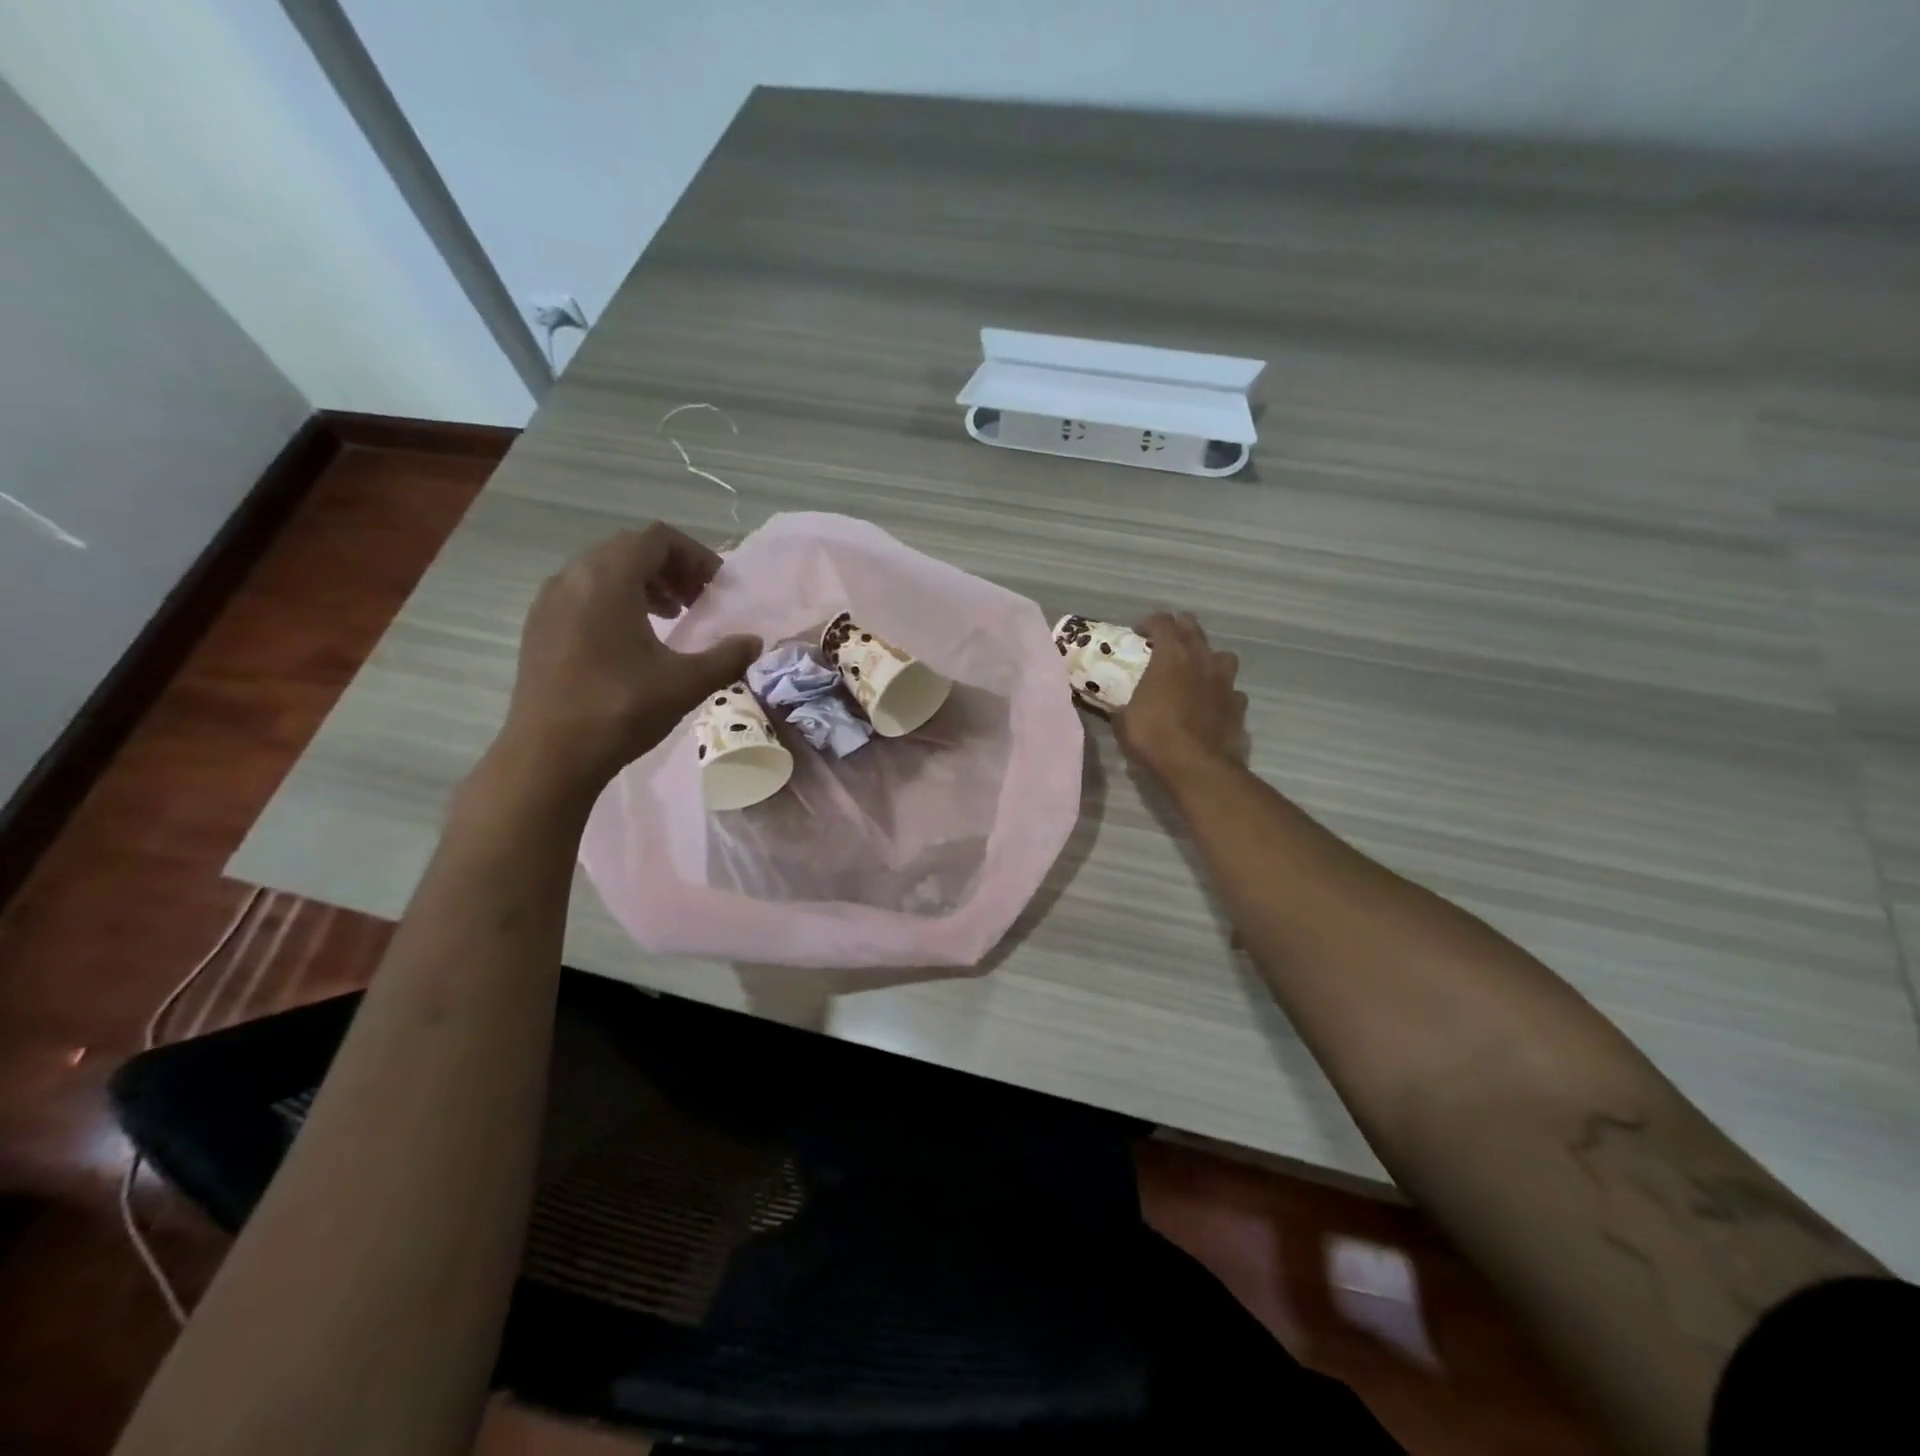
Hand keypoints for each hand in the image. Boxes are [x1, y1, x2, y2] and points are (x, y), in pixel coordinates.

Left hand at [495, 525, 761, 796]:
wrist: (549, 755)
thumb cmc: (620, 710)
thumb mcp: (686, 683)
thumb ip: (727, 657)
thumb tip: (755, 642)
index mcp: (608, 579)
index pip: (657, 539)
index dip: (695, 555)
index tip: (717, 586)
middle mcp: (573, 577)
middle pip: (629, 548)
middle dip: (670, 567)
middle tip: (697, 600)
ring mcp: (549, 601)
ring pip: (603, 570)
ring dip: (643, 582)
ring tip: (670, 616)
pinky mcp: (539, 626)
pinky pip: (583, 592)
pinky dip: (615, 599)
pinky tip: (632, 640)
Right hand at [1112, 612, 1247, 786]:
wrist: (1197, 767)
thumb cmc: (1154, 737)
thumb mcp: (1124, 719)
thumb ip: (1124, 703)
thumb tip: (1116, 703)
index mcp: (1171, 657)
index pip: (1162, 622)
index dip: (1149, 623)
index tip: (1138, 633)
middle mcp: (1201, 660)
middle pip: (1193, 628)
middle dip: (1179, 628)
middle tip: (1165, 641)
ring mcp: (1225, 682)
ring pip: (1222, 654)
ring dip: (1208, 657)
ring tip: (1196, 670)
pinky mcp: (1239, 705)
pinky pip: (1232, 689)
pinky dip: (1222, 692)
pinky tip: (1212, 703)